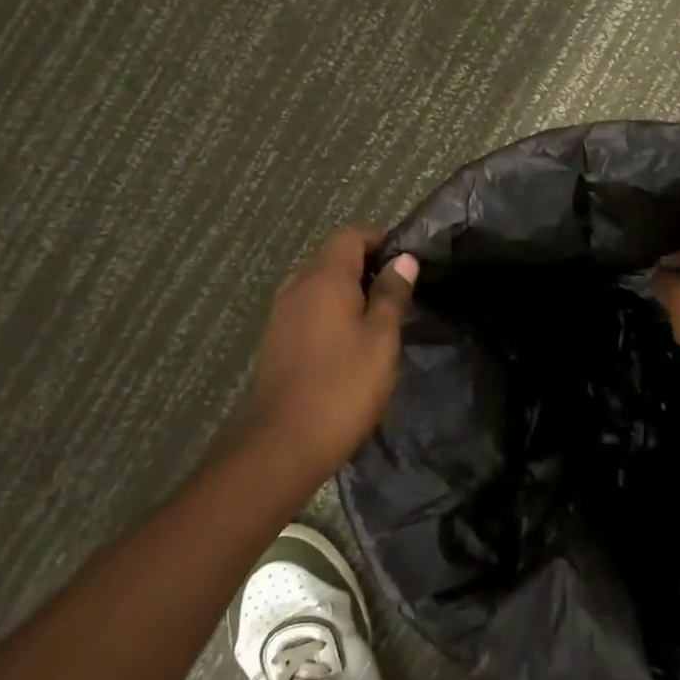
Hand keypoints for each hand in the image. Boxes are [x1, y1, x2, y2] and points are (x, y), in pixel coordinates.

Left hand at [240, 228, 417, 479]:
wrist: (283, 443)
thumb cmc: (343, 387)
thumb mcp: (381, 339)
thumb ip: (392, 295)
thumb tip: (403, 259)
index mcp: (324, 279)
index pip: (350, 236)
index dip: (379, 241)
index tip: (405, 266)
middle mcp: (297, 287)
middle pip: (331, 257)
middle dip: (364, 267)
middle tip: (396, 296)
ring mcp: (280, 314)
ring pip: (317, 285)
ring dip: (346, 292)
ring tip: (376, 321)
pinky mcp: (275, 341)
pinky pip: (306, 309)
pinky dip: (329, 313)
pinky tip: (347, 344)